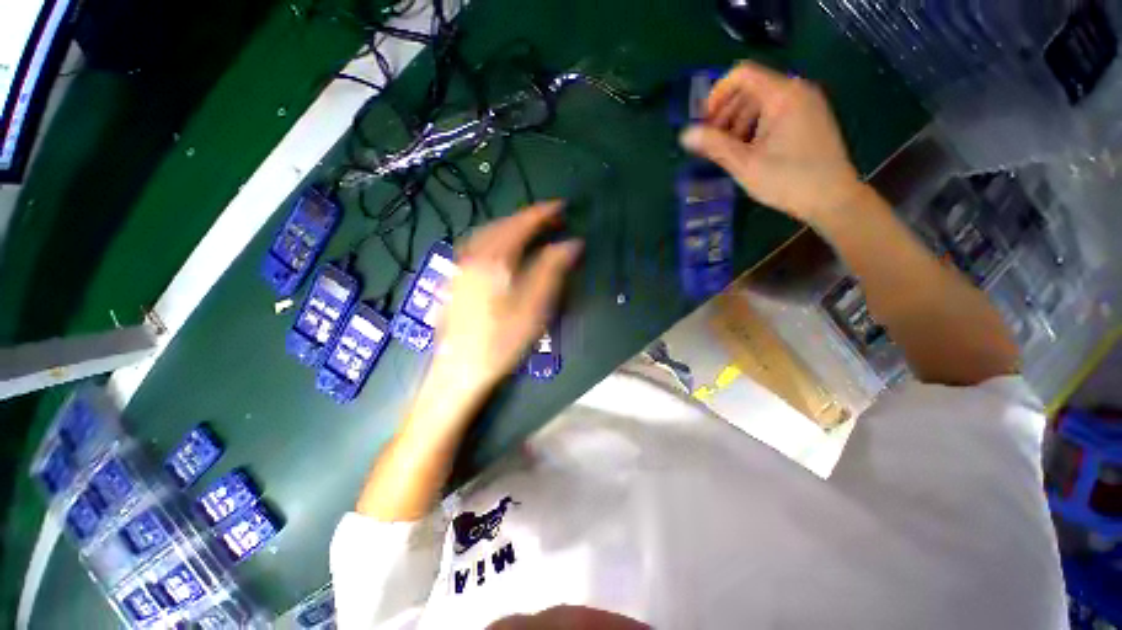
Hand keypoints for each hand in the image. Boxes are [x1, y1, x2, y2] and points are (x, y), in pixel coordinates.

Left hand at [430, 202, 581, 396]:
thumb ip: (552, 270)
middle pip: (502, 225)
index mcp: (494, 259)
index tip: (562, 206)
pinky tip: (501, 247)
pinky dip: (494, 237)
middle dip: (527, 218)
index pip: (522, 225)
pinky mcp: (455, 278)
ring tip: (529, 230)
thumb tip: (571, 243)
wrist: (460, 368)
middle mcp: (473, 255)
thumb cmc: (502, 340)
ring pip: (486, 233)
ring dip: (509, 226)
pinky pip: (476, 245)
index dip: (543, 213)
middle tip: (550, 219)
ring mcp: (460, 266)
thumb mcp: (535, 306)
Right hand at [680, 61, 863, 225]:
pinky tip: (748, 151)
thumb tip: (685, 134)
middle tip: (712, 143)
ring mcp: (806, 104)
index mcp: (783, 95)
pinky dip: (755, 127)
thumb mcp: (745, 164)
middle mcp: (796, 91)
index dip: (717, 94)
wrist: (833, 199)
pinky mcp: (810, 119)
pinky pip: (775, 113)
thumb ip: (714, 145)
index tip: (704, 122)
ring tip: (728, 152)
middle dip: (725, 113)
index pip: (742, 74)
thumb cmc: (788, 180)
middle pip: (750, 89)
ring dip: (738, 122)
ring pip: (762, 102)